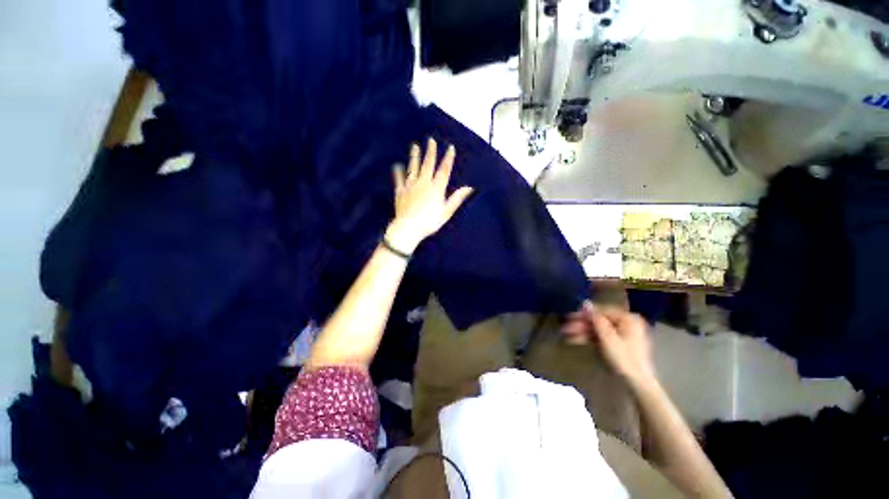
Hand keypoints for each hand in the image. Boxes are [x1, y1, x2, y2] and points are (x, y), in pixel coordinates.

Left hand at [385, 138, 473, 252]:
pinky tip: (397, 165)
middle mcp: (424, 182)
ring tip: (414, 146)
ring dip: (415, 156)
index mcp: (436, 188)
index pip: (444, 169)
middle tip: (430, 140)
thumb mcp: (446, 211)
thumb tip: (469, 188)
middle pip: (428, 164)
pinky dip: (398, 171)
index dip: (448, 158)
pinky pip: (399, 179)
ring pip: (413, 167)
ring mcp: (411, 186)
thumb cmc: (429, 222)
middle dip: (430, 151)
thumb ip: (457, 198)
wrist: (408, 228)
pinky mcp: (400, 191)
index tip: (450, 147)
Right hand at [562, 302, 656, 387]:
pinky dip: (589, 338)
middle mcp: (627, 323)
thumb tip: (585, 302)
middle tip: (564, 327)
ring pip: (598, 329)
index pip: (601, 311)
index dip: (584, 313)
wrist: (638, 384)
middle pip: (599, 320)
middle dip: (581, 324)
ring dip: (582, 331)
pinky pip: (602, 337)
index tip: (569, 316)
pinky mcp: (619, 344)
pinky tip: (574, 340)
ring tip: (565, 334)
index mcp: (628, 318)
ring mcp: (623, 334)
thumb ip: (596, 319)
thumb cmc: (624, 358)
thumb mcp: (607, 338)